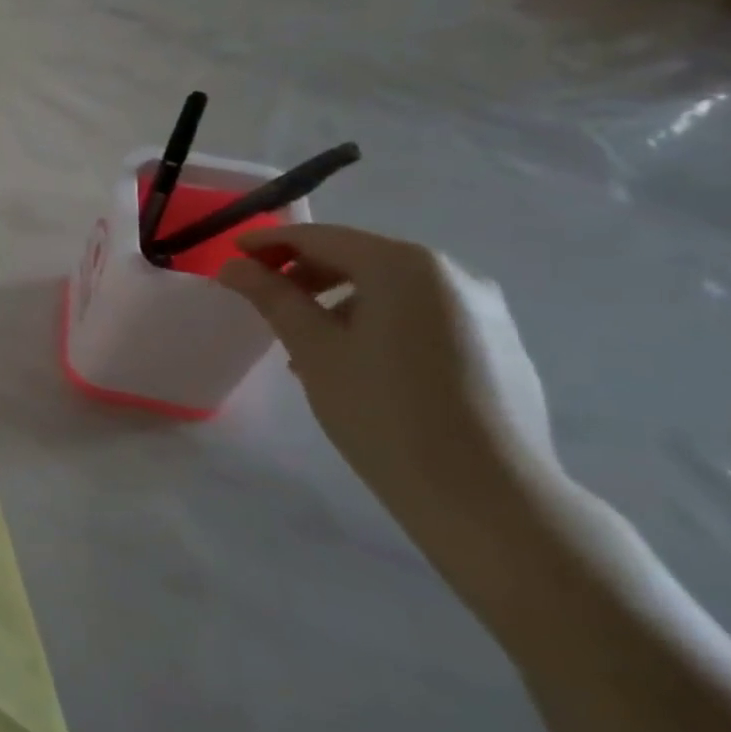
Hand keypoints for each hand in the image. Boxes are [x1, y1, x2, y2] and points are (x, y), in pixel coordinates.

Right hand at [219, 225, 568, 554]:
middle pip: (359, 257)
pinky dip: (379, 321)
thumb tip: (233, 267)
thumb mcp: (313, 350)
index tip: (231, 257)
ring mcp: (483, 308)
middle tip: (263, 299)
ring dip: (340, 300)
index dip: (269, 242)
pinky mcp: (498, 343)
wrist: (487, 495)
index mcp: (404, 266)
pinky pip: (422, 314)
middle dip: (305, 272)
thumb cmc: (383, 411)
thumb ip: (272, 298)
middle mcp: (452, 273)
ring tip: (307, 342)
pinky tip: (358, 363)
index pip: (321, 237)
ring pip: (391, 287)